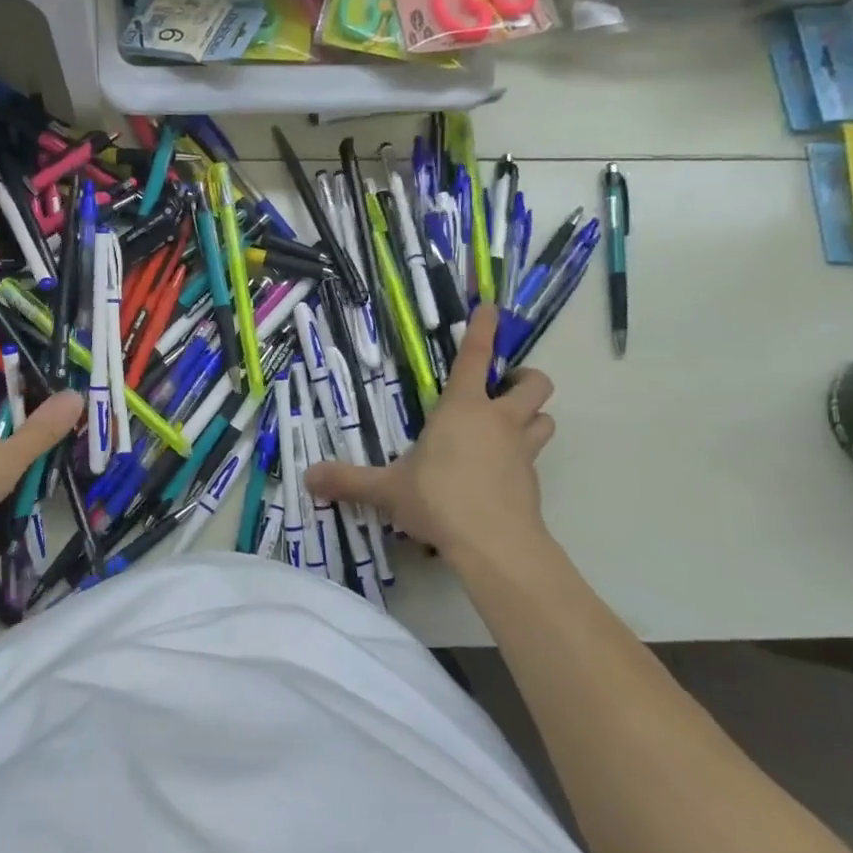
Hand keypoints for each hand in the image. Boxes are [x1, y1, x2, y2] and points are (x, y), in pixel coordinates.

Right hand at [305, 304, 555, 565]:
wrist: (495, 545)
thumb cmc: (438, 499)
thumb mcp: (388, 489)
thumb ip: (349, 480)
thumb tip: (307, 477)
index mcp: (462, 409)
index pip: (474, 357)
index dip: (483, 329)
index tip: (490, 308)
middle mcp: (498, 421)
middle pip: (534, 383)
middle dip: (523, 378)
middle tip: (504, 387)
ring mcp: (521, 451)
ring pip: (545, 418)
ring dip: (533, 417)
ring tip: (509, 427)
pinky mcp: (533, 481)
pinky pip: (534, 458)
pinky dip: (521, 458)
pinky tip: (498, 475)